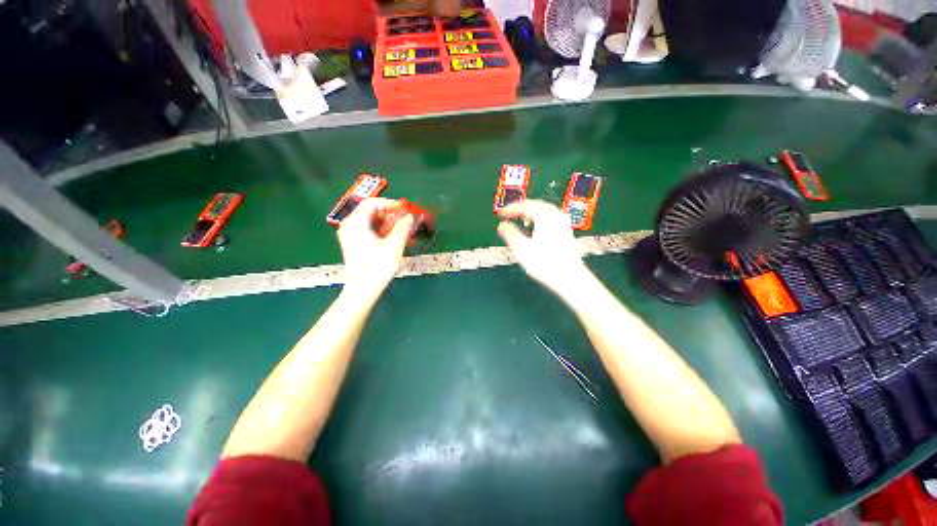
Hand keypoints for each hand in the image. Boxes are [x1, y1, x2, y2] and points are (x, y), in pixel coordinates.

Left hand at [338, 198, 413, 298]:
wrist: (364, 289)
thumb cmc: (377, 266)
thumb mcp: (394, 244)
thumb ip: (404, 226)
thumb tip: (412, 216)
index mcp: (356, 222)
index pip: (373, 202)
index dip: (392, 204)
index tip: (406, 210)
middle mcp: (350, 226)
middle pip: (372, 211)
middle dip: (392, 214)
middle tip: (407, 220)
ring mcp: (351, 235)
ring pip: (372, 221)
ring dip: (389, 223)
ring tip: (403, 229)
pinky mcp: (355, 244)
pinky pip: (370, 230)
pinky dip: (384, 230)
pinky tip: (394, 237)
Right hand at [497, 200, 590, 295]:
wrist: (570, 278)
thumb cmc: (546, 264)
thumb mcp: (521, 249)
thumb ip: (510, 234)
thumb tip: (502, 226)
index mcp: (545, 217)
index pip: (526, 205)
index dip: (512, 209)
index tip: (502, 214)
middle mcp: (557, 217)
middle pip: (538, 205)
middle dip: (523, 208)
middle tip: (511, 213)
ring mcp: (564, 225)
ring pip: (546, 211)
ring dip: (533, 213)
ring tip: (523, 219)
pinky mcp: (567, 234)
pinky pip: (552, 219)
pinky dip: (541, 219)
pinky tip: (538, 228)